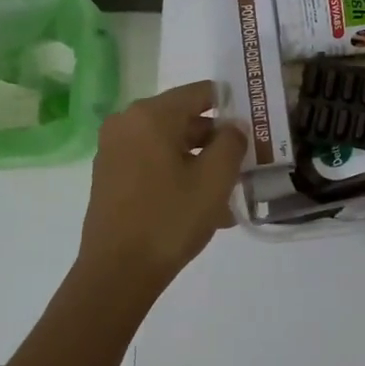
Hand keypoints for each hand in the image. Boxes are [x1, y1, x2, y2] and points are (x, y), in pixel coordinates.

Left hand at [77, 81, 246, 290]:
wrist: (117, 272)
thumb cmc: (170, 218)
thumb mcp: (215, 179)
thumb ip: (232, 142)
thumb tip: (234, 126)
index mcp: (150, 115)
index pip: (200, 93)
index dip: (231, 105)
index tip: (254, 125)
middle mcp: (126, 124)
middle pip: (184, 120)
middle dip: (216, 141)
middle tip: (245, 163)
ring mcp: (114, 151)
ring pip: (170, 146)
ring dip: (200, 163)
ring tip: (229, 194)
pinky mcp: (110, 177)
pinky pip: (153, 165)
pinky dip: (178, 176)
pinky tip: (202, 207)